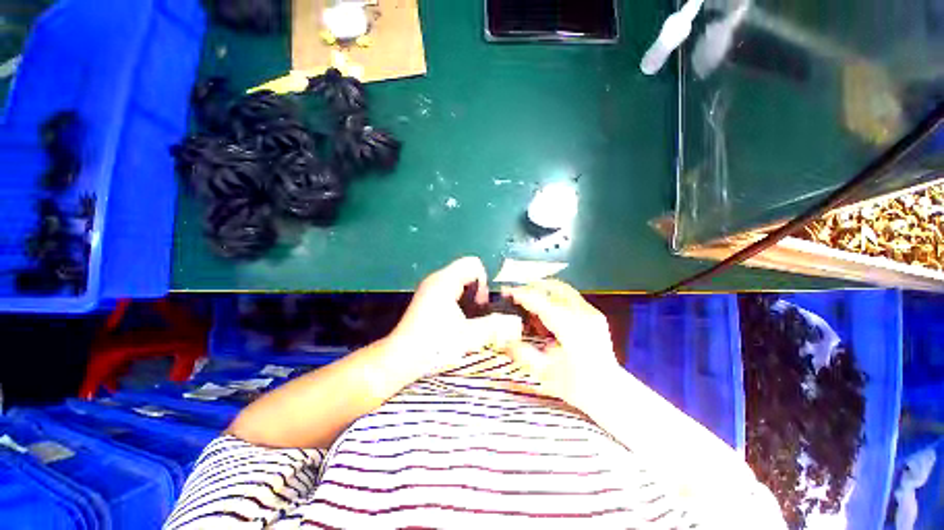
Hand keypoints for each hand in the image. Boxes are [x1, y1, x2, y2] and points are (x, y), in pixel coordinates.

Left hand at [389, 257, 522, 375]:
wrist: (400, 359)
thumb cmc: (434, 345)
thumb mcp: (469, 336)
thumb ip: (495, 326)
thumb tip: (517, 323)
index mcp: (445, 281)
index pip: (473, 264)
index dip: (483, 282)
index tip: (480, 305)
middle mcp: (436, 279)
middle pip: (466, 271)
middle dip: (477, 290)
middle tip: (475, 314)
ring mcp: (430, 288)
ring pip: (459, 281)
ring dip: (469, 297)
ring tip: (467, 319)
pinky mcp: (427, 298)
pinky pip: (450, 290)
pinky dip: (459, 301)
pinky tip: (455, 321)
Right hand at [503, 279, 619, 403]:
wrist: (610, 391)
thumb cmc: (578, 386)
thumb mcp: (546, 374)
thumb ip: (523, 354)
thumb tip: (505, 341)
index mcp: (571, 330)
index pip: (542, 303)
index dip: (523, 295)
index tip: (507, 291)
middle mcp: (583, 316)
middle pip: (554, 288)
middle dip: (533, 287)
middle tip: (517, 293)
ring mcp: (591, 313)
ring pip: (563, 289)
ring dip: (543, 289)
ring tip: (528, 296)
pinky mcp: (595, 314)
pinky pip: (570, 296)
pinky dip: (554, 295)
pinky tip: (545, 305)